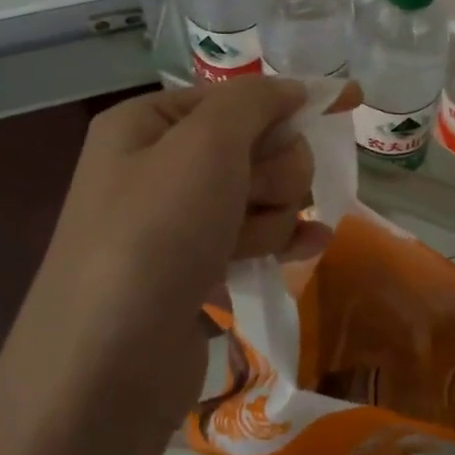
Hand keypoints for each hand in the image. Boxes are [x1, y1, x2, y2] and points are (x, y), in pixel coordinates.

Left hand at [22, 76, 360, 423]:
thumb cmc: (156, 234)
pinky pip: (250, 239)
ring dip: (274, 214)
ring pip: (257, 196)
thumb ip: (254, 102)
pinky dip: (280, 241)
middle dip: (273, 171)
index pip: (233, 97)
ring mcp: (174, 225)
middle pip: (251, 147)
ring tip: (257, 242)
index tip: (347, 102)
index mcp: (146, 125)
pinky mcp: (193, 272)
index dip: (286, 103)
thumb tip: (294, 87)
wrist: (107, 366)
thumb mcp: (205, 145)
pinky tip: (312, 247)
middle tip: (256, 197)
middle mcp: (156, 168)